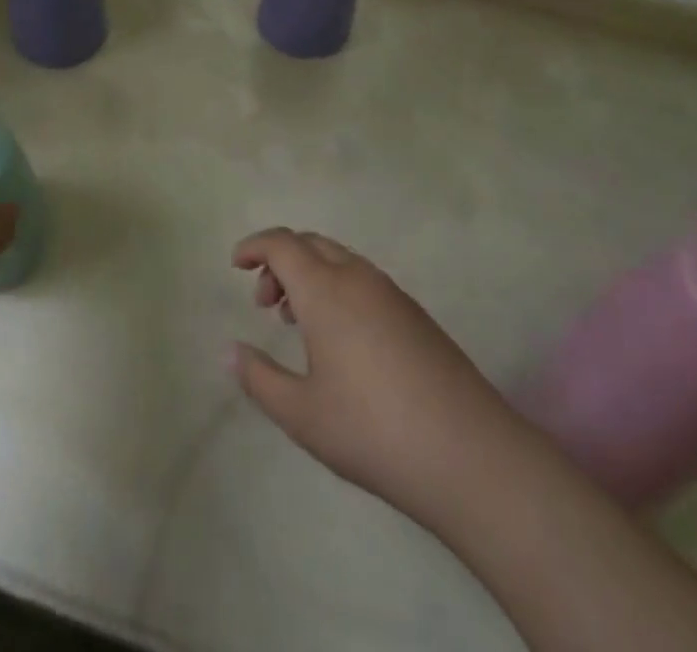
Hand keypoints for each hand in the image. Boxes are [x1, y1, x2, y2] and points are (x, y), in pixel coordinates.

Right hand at [230, 228, 525, 529]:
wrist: (467, 453)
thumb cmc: (371, 430)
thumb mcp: (301, 414)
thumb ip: (258, 378)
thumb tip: (229, 350)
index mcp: (326, 290)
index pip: (282, 244)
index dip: (254, 246)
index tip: (235, 264)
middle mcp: (358, 278)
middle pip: (311, 244)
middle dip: (280, 261)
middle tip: (265, 303)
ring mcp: (392, 293)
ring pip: (340, 260)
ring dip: (310, 275)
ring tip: (297, 322)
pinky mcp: (415, 314)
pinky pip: (364, 281)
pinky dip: (337, 289)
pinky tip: (340, 339)